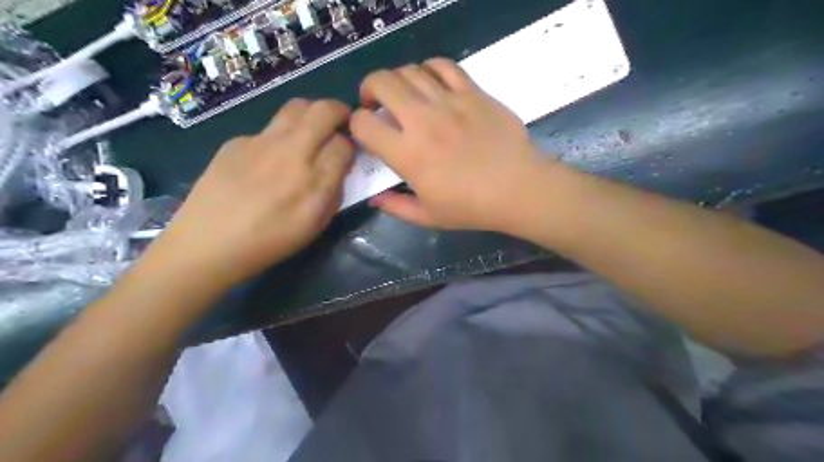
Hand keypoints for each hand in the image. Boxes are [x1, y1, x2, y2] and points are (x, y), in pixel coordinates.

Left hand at [151, 99, 354, 286]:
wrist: (208, 243)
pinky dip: (279, 136)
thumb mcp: (316, 225)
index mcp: (315, 181)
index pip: (345, 144)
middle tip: (340, 123)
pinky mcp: (237, 141)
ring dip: (312, 113)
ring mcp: (262, 142)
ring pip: (296, 107)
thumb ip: (334, 192)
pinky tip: (268, 159)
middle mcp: (292, 153)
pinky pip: (268, 129)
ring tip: (311, 131)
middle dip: (339, 111)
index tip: (348, 152)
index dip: (352, 145)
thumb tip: (339, 167)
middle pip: (324, 111)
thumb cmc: (270, 242)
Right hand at [349, 56, 548, 232]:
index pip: (364, 124)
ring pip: (409, 70)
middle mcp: (422, 120)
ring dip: (397, 80)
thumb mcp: (428, 217)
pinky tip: (430, 83)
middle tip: (375, 103)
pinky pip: (443, 66)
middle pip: (381, 82)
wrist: (518, 189)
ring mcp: (449, 102)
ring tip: (403, 94)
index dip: (356, 125)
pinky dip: (429, 69)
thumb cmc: (472, 207)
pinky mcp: (473, 92)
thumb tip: (374, 199)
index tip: (366, 133)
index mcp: (407, 154)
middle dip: (369, 89)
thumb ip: (396, 207)